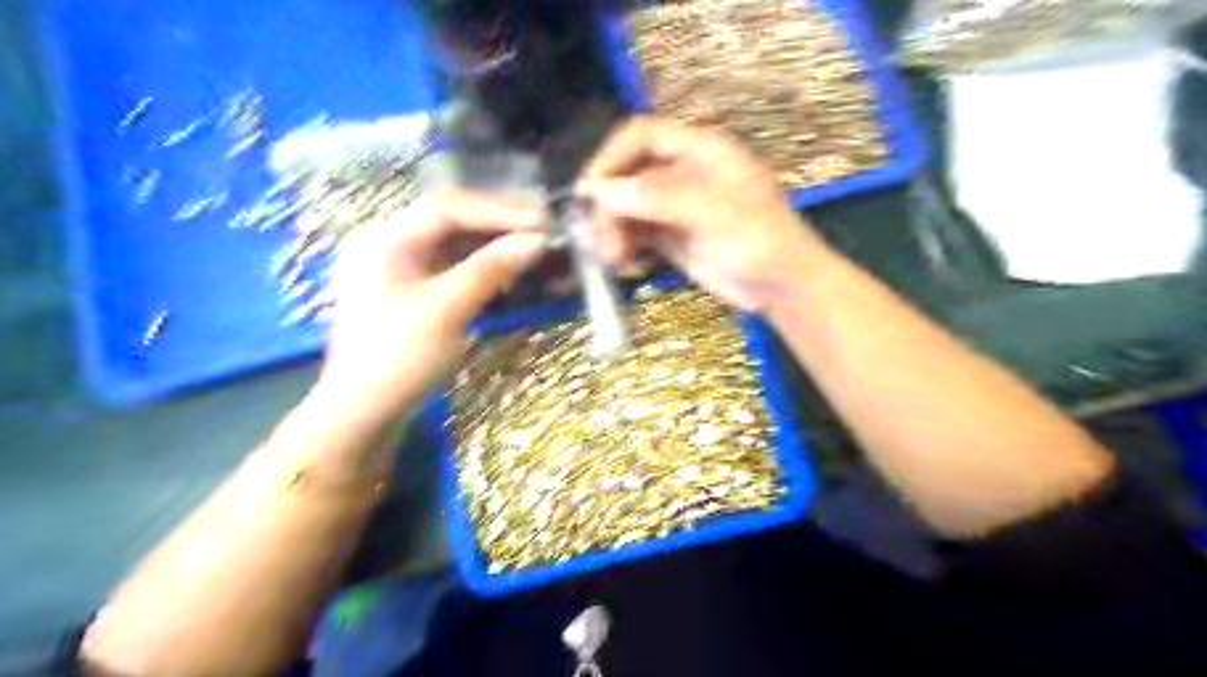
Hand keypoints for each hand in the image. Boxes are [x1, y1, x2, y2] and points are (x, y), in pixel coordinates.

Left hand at [321, 191, 547, 419]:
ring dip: (495, 248)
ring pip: (456, 248)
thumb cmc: (398, 357)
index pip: (448, 208)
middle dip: (498, 226)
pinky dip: (484, 271)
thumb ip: (490, 269)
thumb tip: (537, 241)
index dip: (498, 211)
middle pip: (452, 223)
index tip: (540, 222)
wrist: (364, 415)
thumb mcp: (446, 309)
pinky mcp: (415, 298)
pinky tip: (510, 275)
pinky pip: (454, 271)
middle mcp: (392, 246)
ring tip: (533, 251)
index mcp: (386, 239)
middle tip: (543, 232)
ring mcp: (403, 273)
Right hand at [574, 116, 818, 312]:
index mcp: (699, 149)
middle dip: (610, 205)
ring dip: (614, 229)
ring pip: (629, 206)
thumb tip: (600, 190)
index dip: (611, 158)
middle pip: (629, 174)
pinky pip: (638, 233)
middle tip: (603, 241)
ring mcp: (678, 206)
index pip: (641, 135)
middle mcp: (684, 172)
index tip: (589, 192)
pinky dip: (625, 244)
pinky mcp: (675, 237)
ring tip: (615, 259)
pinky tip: (623, 263)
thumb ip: (656, 197)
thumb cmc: (757, 239)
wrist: (783, 286)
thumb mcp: (711, 211)